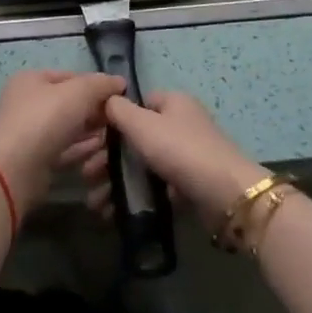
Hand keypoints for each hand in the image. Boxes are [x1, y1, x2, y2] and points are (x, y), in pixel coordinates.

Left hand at [0, 70, 126, 215]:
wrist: (17, 169)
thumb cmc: (45, 118)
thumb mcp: (79, 92)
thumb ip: (101, 84)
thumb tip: (119, 82)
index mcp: (31, 80)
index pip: (70, 77)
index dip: (95, 84)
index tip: (118, 96)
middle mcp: (27, 103)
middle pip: (69, 103)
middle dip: (94, 111)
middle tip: (117, 119)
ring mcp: (30, 133)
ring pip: (68, 128)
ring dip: (91, 132)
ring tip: (114, 138)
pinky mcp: (35, 160)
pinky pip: (64, 149)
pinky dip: (82, 149)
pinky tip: (101, 152)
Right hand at [71, 91, 268, 222]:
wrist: (225, 195)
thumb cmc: (181, 150)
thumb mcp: (143, 125)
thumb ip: (120, 110)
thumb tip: (106, 100)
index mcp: (172, 102)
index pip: (137, 103)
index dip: (113, 119)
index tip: (91, 140)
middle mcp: (180, 124)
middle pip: (136, 137)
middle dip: (108, 158)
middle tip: (86, 176)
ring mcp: (185, 155)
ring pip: (142, 165)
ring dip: (117, 181)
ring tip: (95, 202)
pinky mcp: (188, 184)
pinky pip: (154, 187)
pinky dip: (135, 197)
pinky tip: (114, 212)